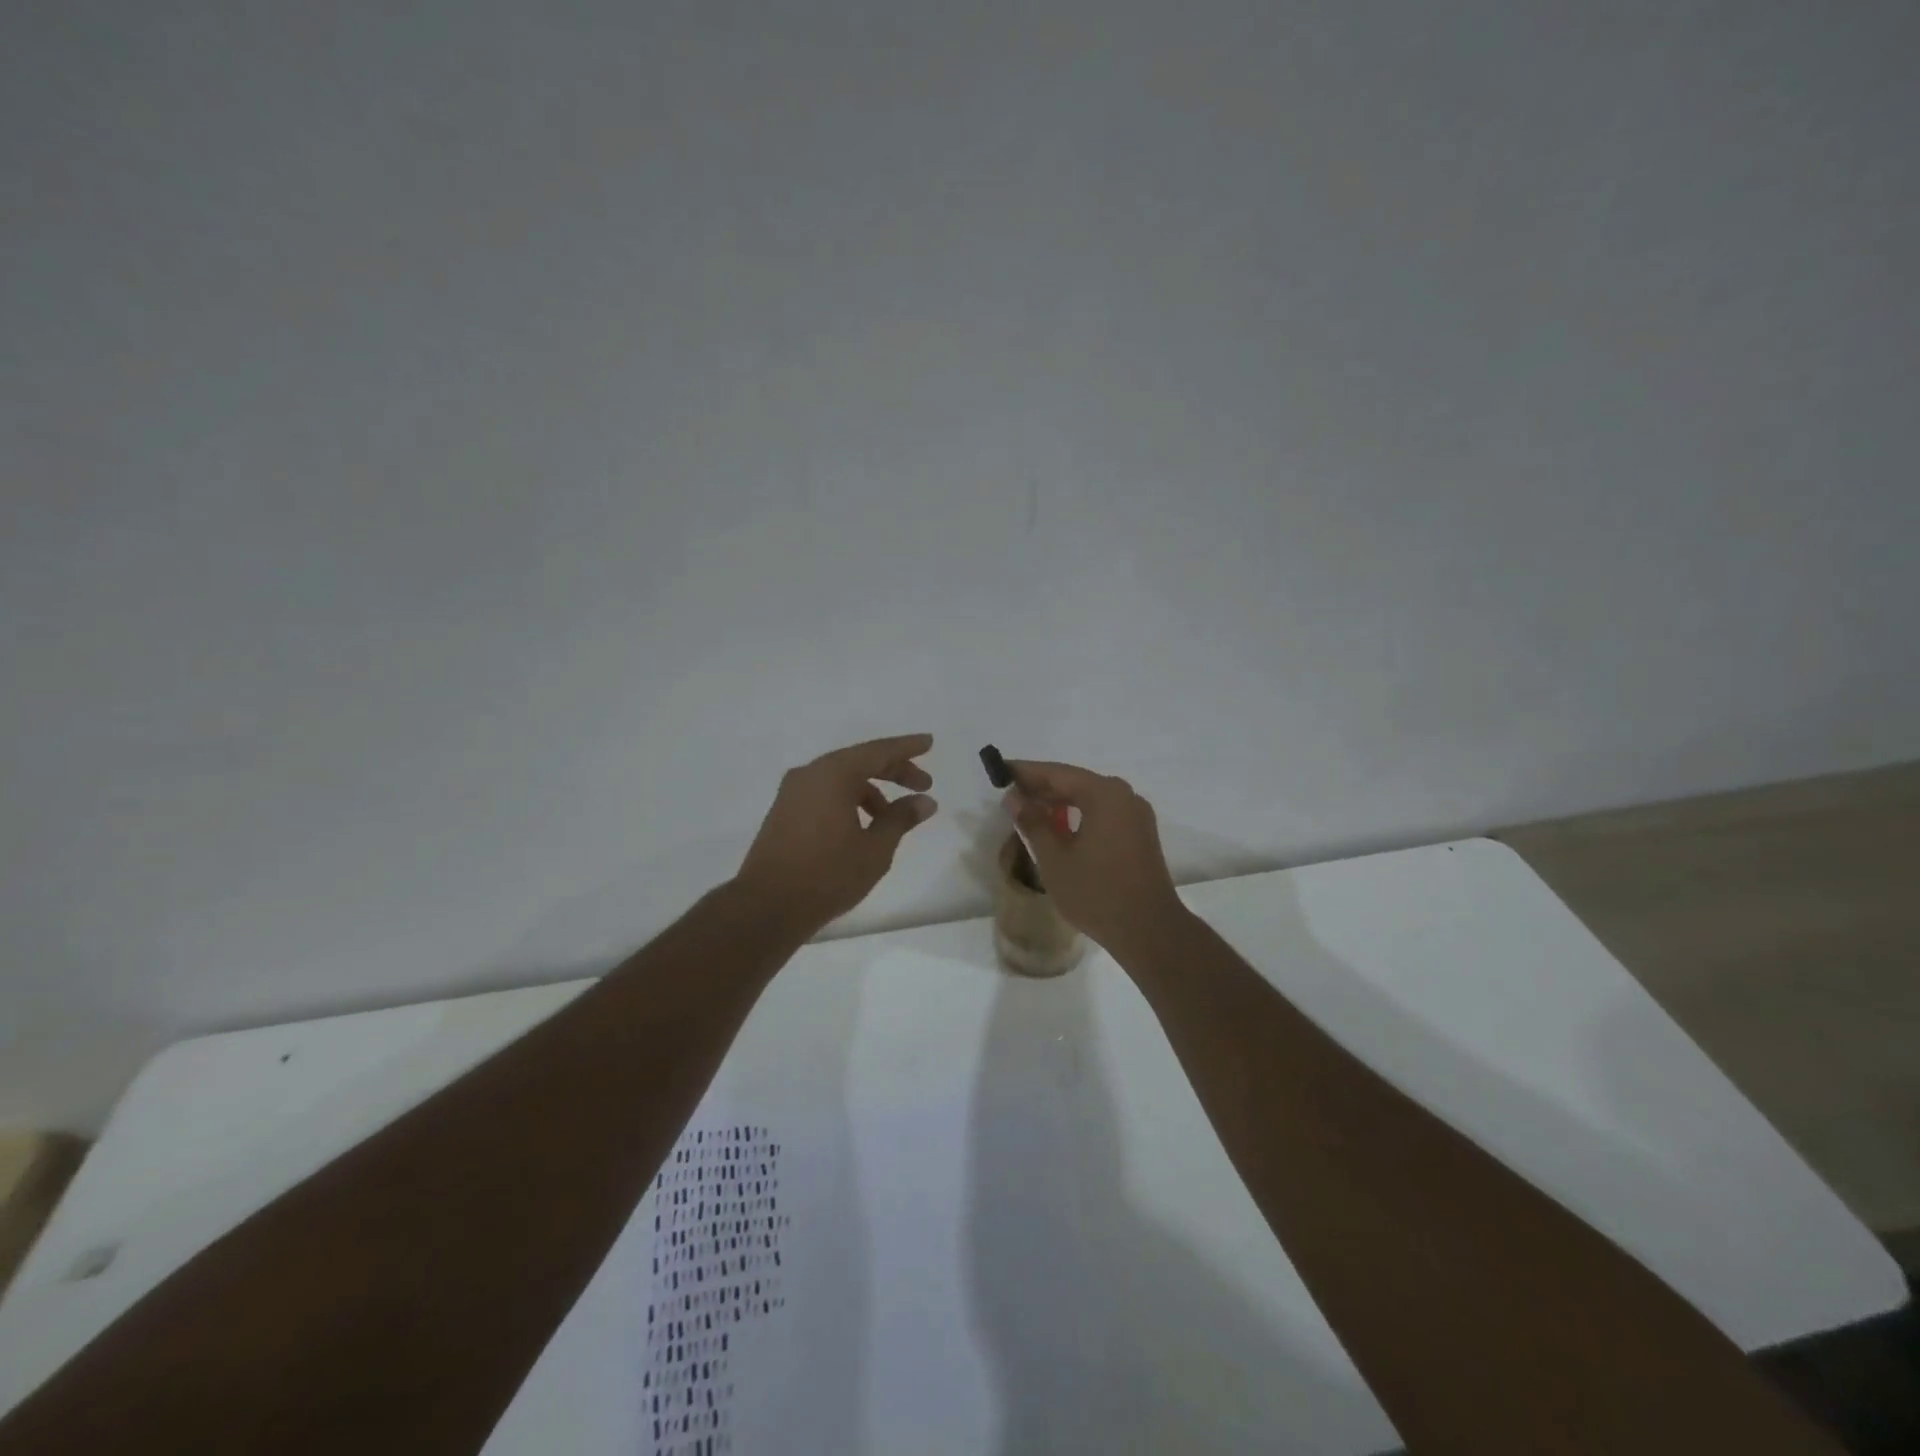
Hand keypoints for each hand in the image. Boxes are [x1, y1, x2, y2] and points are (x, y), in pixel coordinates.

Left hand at [735, 734, 937, 935]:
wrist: (766, 907)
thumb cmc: (827, 875)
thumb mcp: (875, 848)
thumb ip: (901, 819)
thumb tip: (925, 801)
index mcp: (833, 774)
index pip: (878, 751)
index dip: (907, 748)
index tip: (929, 742)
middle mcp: (810, 774)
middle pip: (859, 762)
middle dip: (894, 771)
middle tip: (923, 785)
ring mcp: (792, 793)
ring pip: (841, 780)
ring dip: (871, 791)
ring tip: (894, 818)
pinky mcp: (784, 813)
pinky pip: (825, 794)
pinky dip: (849, 801)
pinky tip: (863, 827)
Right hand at [1005, 760, 1188, 959]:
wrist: (1149, 930)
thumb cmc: (1097, 893)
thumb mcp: (1055, 859)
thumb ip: (1033, 823)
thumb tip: (1015, 798)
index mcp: (1104, 794)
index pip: (1057, 773)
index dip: (1026, 772)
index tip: (1001, 771)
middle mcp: (1124, 795)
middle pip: (1076, 782)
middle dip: (1042, 788)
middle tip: (1011, 795)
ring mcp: (1136, 814)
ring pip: (1090, 798)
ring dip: (1060, 803)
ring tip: (1030, 813)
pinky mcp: (1141, 834)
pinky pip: (1104, 813)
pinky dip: (1079, 816)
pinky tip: (1060, 829)